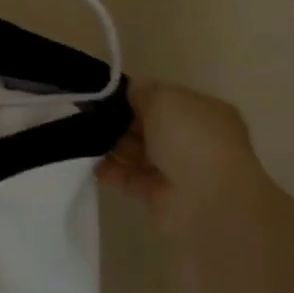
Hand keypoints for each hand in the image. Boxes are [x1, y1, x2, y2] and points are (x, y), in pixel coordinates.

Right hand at [98, 79, 262, 233]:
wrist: (208, 201)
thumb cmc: (191, 138)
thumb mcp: (164, 99)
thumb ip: (142, 91)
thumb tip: (128, 90)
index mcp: (203, 113)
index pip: (165, 99)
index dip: (136, 95)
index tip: (106, 93)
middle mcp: (192, 140)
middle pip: (148, 126)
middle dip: (120, 120)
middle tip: (89, 114)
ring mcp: (177, 170)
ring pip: (138, 153)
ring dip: (113, 145)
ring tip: (85, 138)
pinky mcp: (159, 197)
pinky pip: (130, 179)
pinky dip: (111, 172)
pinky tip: (91, 164)